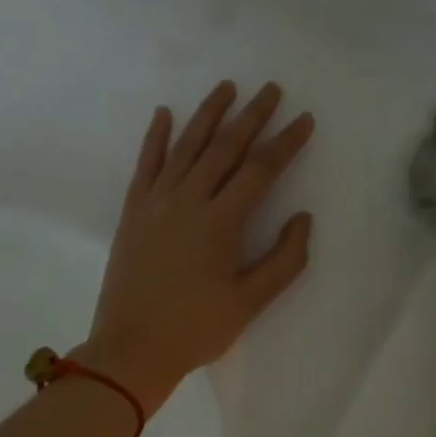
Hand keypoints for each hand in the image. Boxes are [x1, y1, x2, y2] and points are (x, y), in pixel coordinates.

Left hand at [79, 81, 314, 414]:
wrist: (131, 349)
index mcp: (221, 222)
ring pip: (186, 146)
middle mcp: (188, 200)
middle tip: (271, 90)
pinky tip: (164, 114)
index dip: (285, 143)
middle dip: (252, 116)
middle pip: (225, 147)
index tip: (304, 120)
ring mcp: (156, 202)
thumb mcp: (250, 303)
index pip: (260, 169)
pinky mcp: (134, 211)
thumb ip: (284, 259)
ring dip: (208, 114)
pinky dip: (156, 137)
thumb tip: (303, 218)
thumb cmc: (196, 329)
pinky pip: (146, 164)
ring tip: (227, 87)